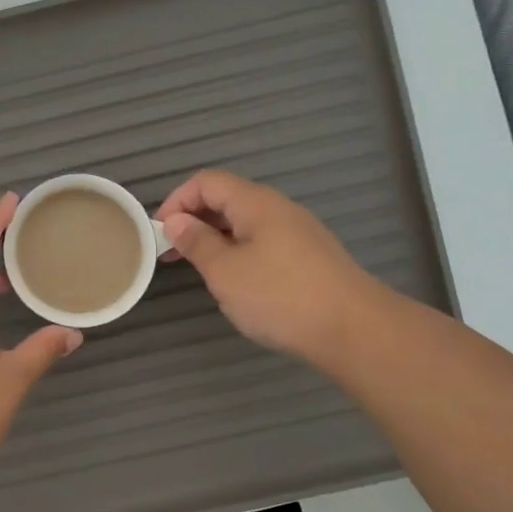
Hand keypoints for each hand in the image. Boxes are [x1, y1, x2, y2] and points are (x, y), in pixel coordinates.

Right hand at [155, 170, 380, 370]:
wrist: (353, 329)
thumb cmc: (280, 296)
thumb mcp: (225, 271)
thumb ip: (198, 242)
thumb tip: (177, 222)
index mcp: (256, 203)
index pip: (207, 181)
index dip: (177, 200)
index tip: (159, 233)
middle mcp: (279, 209)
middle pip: (228, 199)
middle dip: (194, 220)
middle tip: (172, 253)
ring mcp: (299, 233)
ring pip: (246, 223)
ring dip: (216, 238)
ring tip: (200, 269)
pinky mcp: (310, 257)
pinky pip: (263, 242)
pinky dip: (239, 252)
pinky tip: (237, 282)